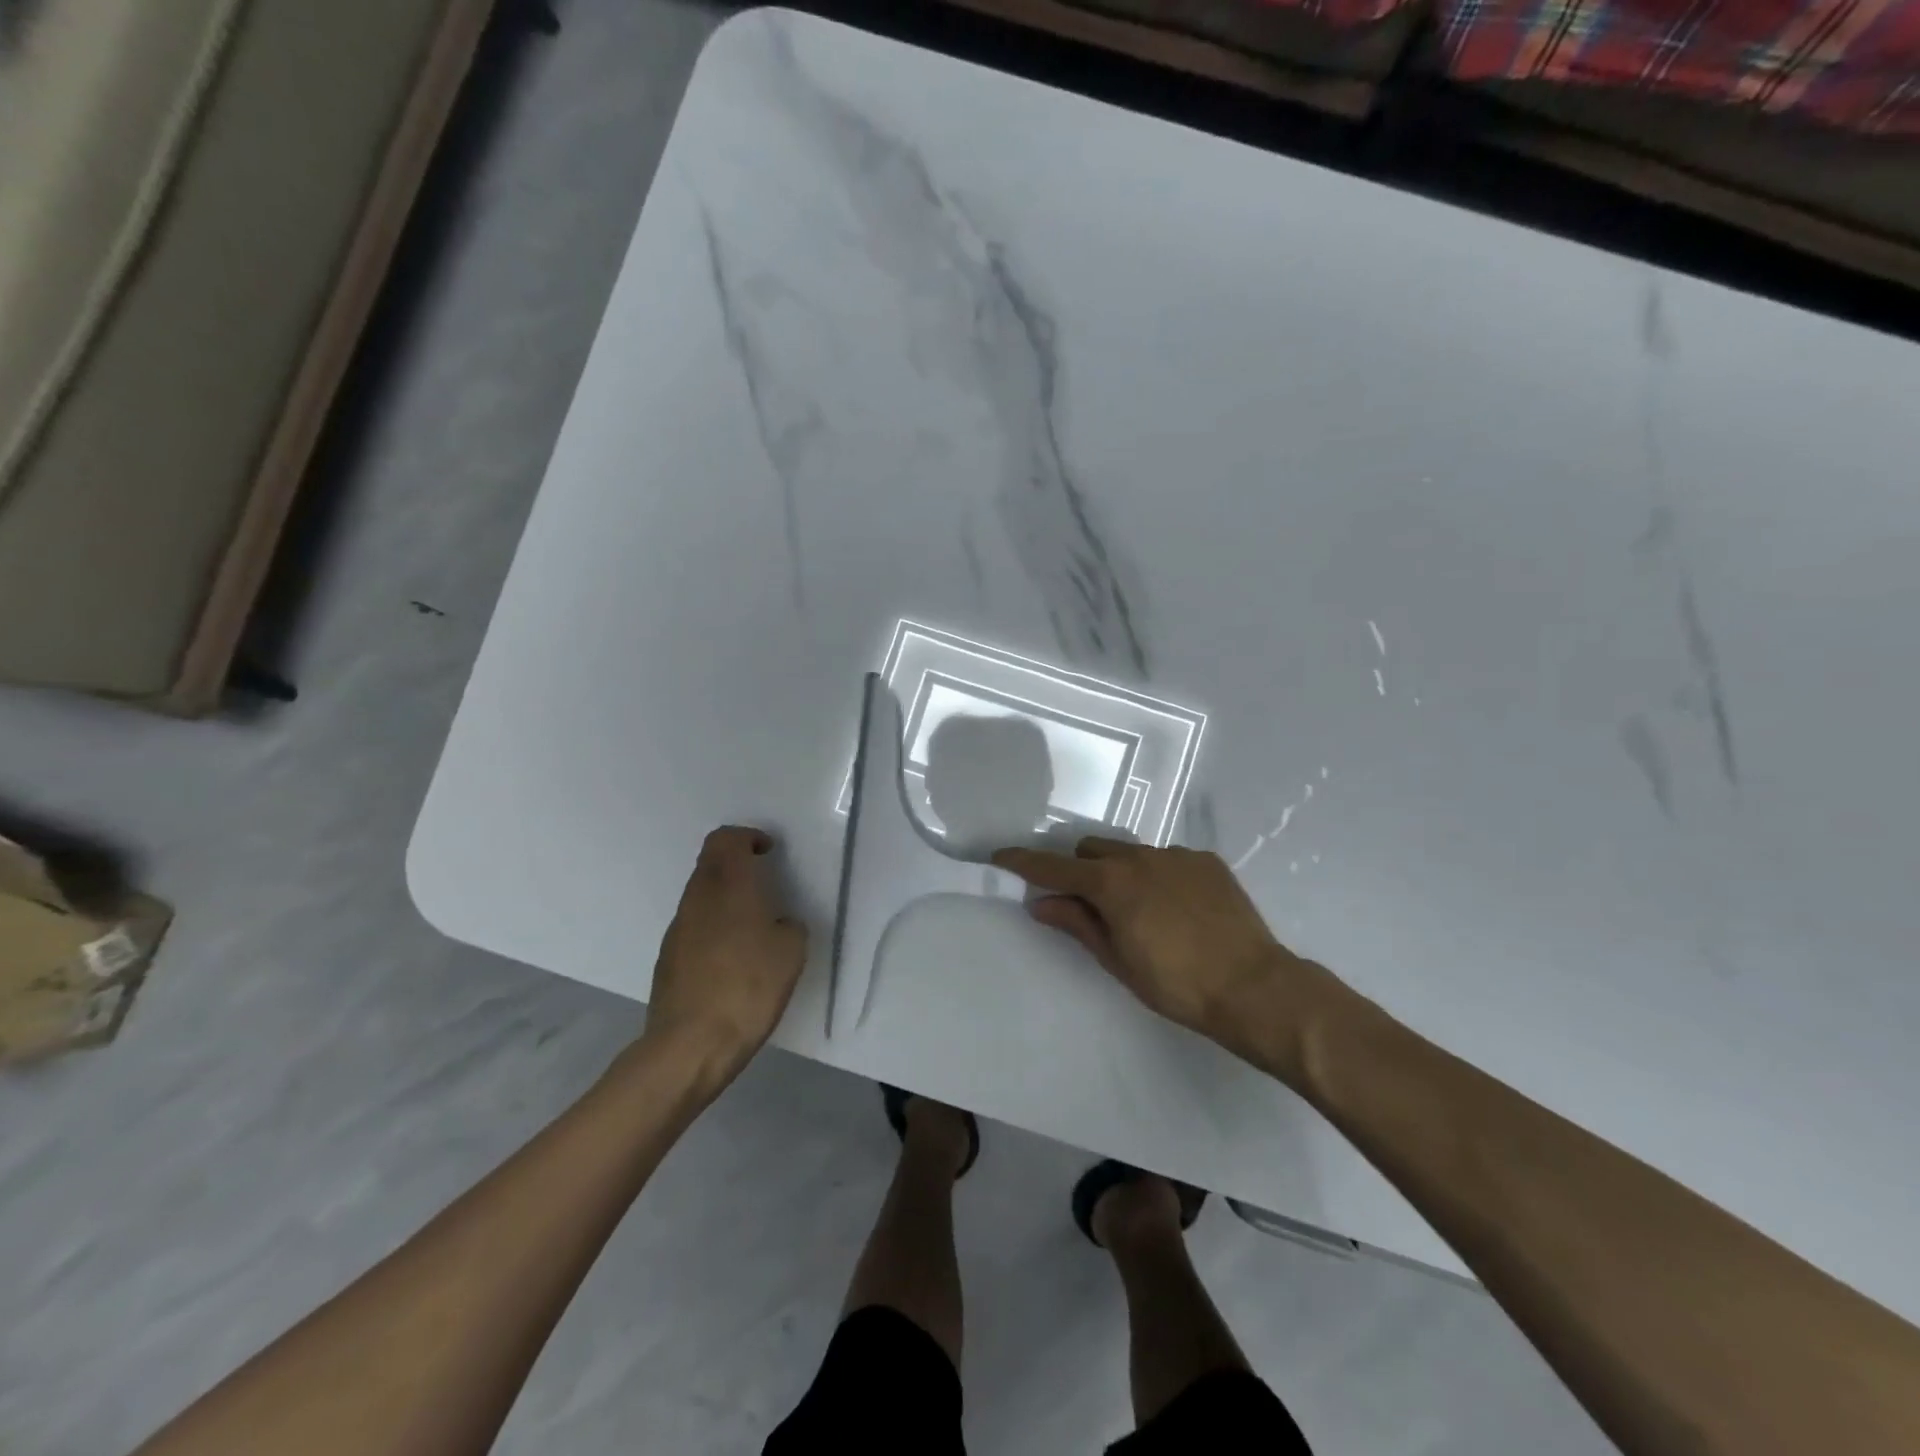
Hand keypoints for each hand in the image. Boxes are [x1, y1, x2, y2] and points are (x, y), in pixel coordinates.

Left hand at [641, 826, 807, 1090]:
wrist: (690, 1045)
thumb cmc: (748, 988)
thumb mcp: (791, 953)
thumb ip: (788, 926)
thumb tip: (778, 924)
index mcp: (729, 886)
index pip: (726, 839)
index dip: (748, 837)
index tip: (768, 852)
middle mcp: (698, 898)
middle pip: (710, 862)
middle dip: (736, 864)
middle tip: (765, 882)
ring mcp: (678, 929)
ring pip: (701, 894)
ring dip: (725, 895)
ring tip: (753, 923)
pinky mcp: (668, 958)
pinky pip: (694, 925)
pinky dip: (714, 925)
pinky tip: (732, 957)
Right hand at [992, 837, 1339, 1069]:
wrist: (1254, 987)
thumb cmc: (1176, 984)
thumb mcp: (1117, 960)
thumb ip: (1077, 924)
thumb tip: (1040, 902)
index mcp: (1112, 883)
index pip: (1055, 867)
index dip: (1024, 862)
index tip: (1001, 856)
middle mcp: (1141, 857)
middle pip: (1092, 850)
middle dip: (1080, 869)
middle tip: (1087, 903)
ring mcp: (1177, 856)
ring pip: (1132, 853)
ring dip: (1121, 872)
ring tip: (1140, 910)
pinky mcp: (1207, 862)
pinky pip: (1168, 859)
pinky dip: (1158, 876)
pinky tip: (1177, 909)